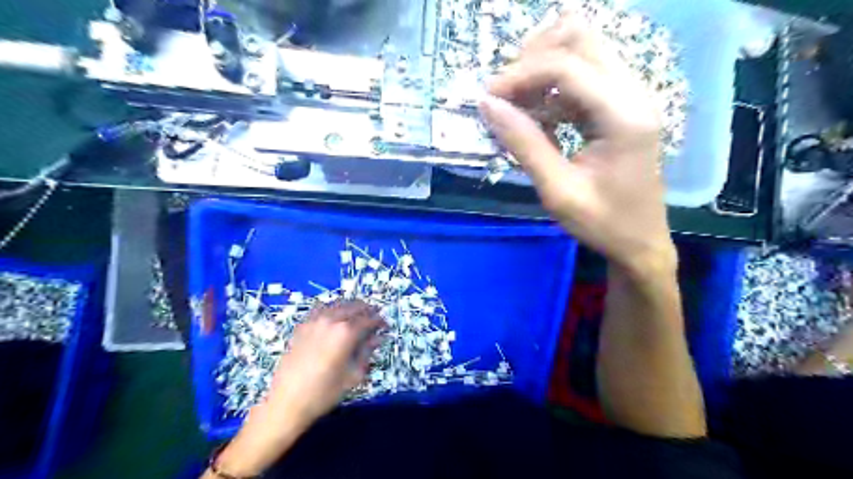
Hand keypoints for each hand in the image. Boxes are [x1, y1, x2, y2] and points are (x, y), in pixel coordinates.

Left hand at [209, 302, 386, 476]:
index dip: (379, 321)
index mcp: (346, 332)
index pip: (368, 319)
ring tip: (357, 315)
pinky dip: (332, 308)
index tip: (385, 325)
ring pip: (337, 304)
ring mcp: (314, 321)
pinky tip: (335, 317)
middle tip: (374, 317)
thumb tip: (378, 338)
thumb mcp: (353, 375)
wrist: (287, 402)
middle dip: (367, 310)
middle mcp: (331, 320)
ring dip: (351, 307)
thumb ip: (367, 352)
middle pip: (354, 307)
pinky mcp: (302, 326)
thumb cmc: (325, 392)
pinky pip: (321, 309)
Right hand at [483, 13, 676, 273]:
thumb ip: (524, 144)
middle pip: (579, 36)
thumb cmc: (603, 224)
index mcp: (624, 114)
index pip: (566, 66)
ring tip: (515, 105)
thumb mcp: (558, 191)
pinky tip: (536, 116)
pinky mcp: (619, 105)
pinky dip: (551, 88)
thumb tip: (487, 105)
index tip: (487, 99)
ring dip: (541, 69)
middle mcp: (632, 92)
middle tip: (505, 93)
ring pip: (580, 49)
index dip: (520, 74)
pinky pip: (581, 76)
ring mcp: (629, 95)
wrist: (640, 243)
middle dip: (533, 57)